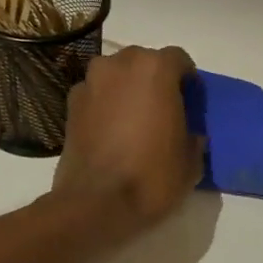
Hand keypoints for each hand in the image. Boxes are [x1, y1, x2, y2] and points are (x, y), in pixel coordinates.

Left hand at [53, 45, 204, 234]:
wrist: (96, 203)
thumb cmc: (152, 177)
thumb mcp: (190, 162)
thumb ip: (193, 137)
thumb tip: (189, 135)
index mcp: (155, 69)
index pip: (178, 59)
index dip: (187, 79)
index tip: (191, 100)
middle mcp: (119, 65)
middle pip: (143, 62)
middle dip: (154, 80)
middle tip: (163, 109)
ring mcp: (90, 83)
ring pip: (116, 75)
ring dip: (127, 89)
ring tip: (134, 120)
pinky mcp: (70, 105)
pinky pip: (96, 95)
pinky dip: (105, 105)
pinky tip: (111, 132)